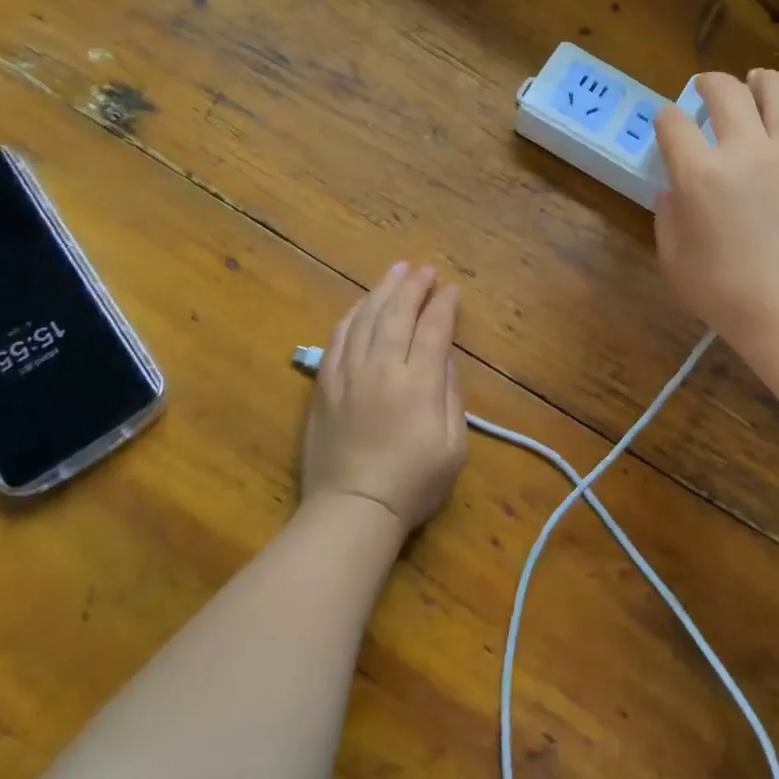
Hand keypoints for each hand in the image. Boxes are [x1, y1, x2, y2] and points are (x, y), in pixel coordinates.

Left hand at [301, 262, 468, 536]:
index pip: (433, 330)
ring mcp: (348, 375)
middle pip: (397, 314)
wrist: (352, 509)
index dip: (444, 305)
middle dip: (414, 286)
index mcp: (418, 384)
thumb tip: (444, 359)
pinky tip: (362, 304)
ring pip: (365, 319)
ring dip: (383, 291)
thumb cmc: (413, 484)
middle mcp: (381, 369)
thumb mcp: (453, 446)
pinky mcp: (325, 386)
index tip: (451, 289)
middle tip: (424, 269)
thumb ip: (451, 396)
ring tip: (396, 271)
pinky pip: (338, 339)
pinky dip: (352, 315)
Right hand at [654, 69, 778, 354]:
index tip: (667, 124)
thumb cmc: (726, 293)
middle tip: (704, 87)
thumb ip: (667, 215)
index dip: (666, 119)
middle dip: (708, 83)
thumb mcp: (673, 259)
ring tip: (755, 83)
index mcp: (700, 174)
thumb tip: (674, 188)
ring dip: (760, 81)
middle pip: (725, 91)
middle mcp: (746, 149)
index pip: (674, 124)